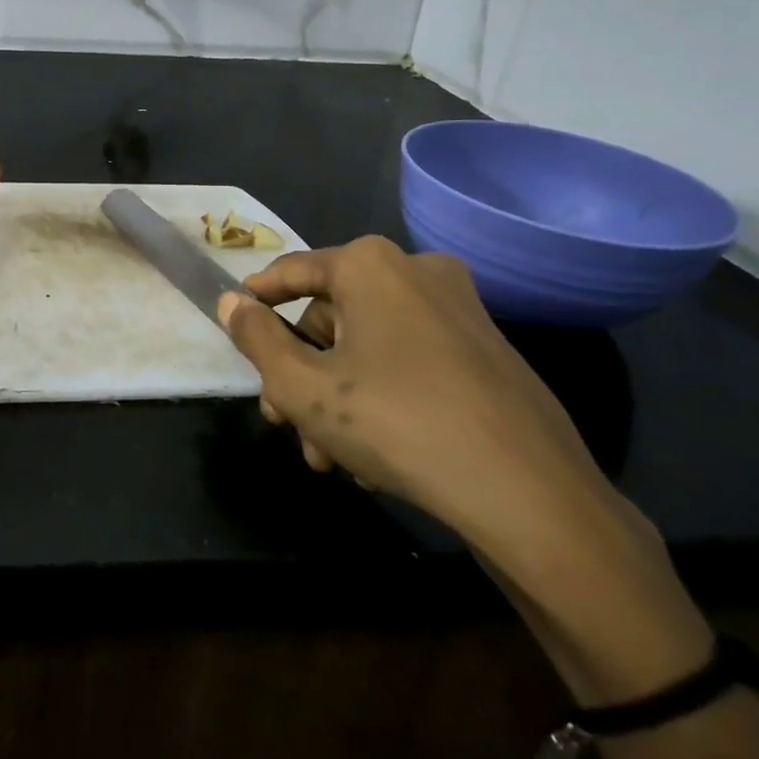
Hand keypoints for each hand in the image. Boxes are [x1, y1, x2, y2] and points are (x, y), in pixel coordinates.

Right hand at [217, 237, 631, 570]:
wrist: (529, 493)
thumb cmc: (396, 423)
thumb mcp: (303, 386)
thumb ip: (256, 338)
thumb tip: (230, 302)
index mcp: (370, 265)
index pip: (292, 271)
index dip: (257, 299)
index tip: (235, 324)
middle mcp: (416, 272)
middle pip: (331, 316)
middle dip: (301, 372)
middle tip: (284, 421)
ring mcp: (459, 310)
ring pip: (368, 345)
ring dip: (336, 395)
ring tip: (327, 457)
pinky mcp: (487, 350)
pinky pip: (409, 360)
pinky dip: (380, 395)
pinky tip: (372, 456)